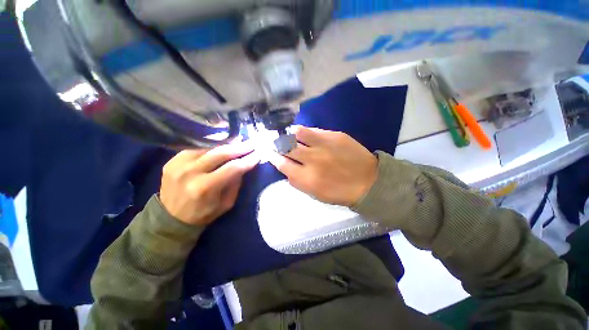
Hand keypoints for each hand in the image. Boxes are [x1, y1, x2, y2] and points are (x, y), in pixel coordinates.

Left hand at [159, 142, 259, 225]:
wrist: (170, 218)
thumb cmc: (203, 213)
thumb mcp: (226, 204)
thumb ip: (235, 184)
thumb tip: (243, 165)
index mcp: (205, 188)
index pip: (232, 168)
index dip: (247, 160)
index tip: (258, 154)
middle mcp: (190, 173)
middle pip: (221, 153)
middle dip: (240, 147)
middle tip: (251, 143)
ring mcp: (178, 164)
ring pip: (209, 149)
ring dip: (226, 146)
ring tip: (238, 144)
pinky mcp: (172, 160)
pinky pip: (197, 150)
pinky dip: (211, 149)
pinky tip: (219, 150)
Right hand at [269, 126, 377, 206]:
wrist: (368, 181)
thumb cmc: (339, 192)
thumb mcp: (315, 194)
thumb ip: (297, 181)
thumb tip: (285, 168)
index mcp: (306, 178)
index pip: (281, 163)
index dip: (272, 156)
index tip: (269, 152)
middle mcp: (312, 159)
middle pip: (286, 146)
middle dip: (277, 143)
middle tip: (276, 141)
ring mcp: (324, 145)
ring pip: (298, 132)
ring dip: (290, 133)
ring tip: (289, 134)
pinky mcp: (335, 135)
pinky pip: (314, 130)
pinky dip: (306, 132)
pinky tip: (306, 134)